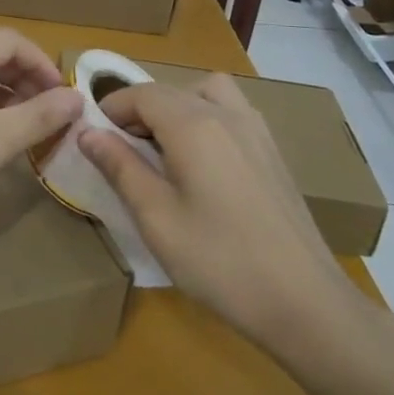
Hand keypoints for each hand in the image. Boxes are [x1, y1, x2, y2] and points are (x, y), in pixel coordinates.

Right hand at [79, 77, 365, 350]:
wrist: (306, 304)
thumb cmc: (221, 261)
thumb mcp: (156, 218)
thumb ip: (120, 167)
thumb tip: (87, 132)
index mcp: (193, 124)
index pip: (141, 94)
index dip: (112, 108)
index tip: (93, 137)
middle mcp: (227, 114)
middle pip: (171, 90)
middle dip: (139, 110)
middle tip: (123, 149)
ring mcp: (256, 131)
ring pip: (207, 93)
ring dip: (178, 106)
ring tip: (165, 148)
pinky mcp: (273, 153)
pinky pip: (232, 112)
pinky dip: (207, 118)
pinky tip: (204, 165)